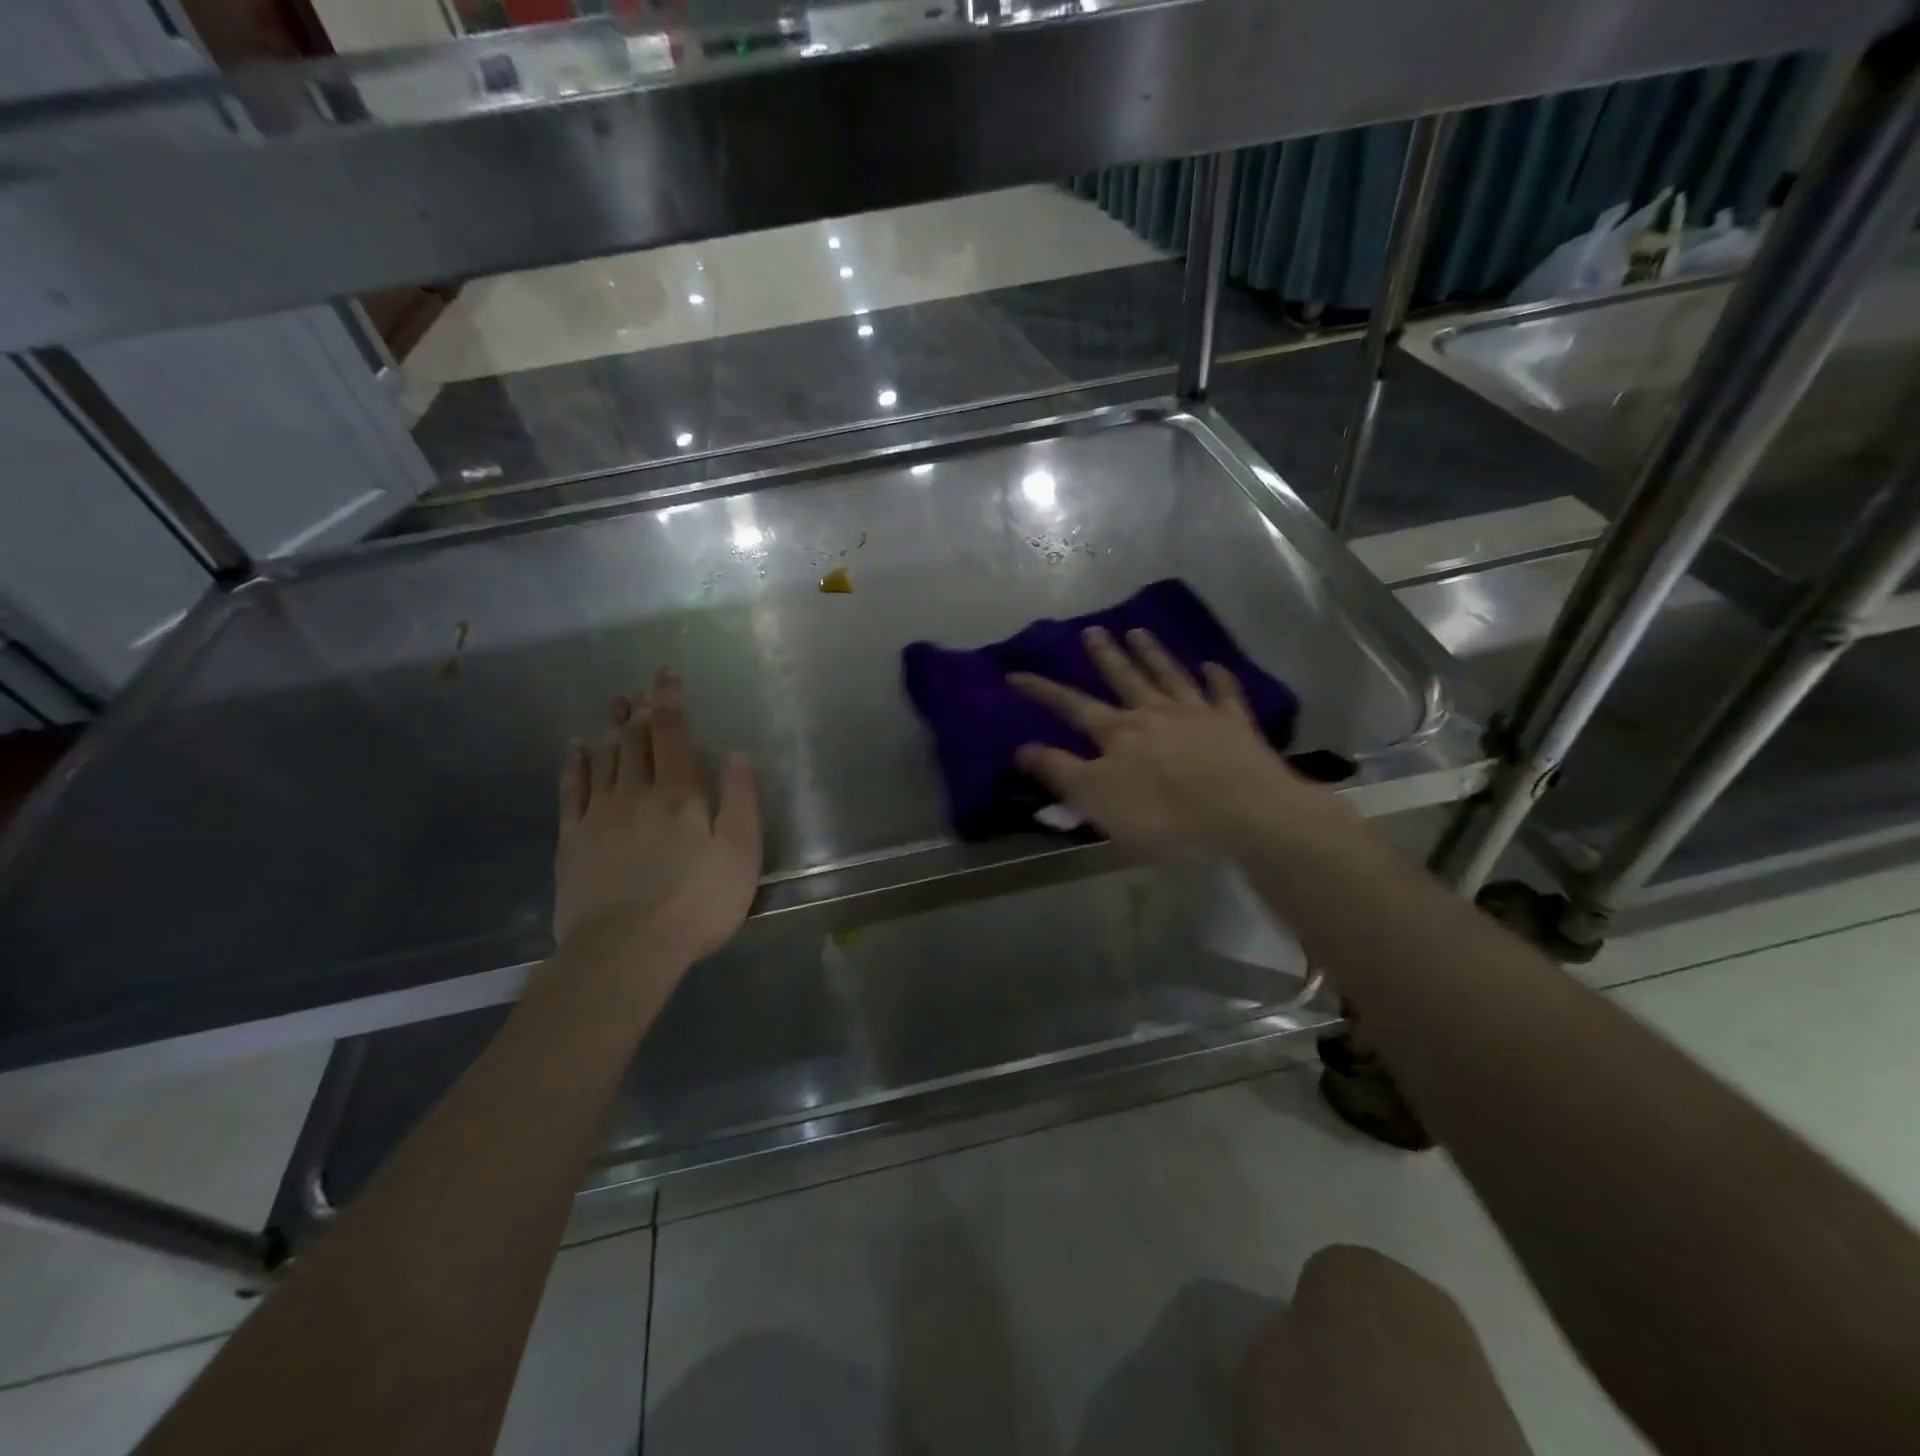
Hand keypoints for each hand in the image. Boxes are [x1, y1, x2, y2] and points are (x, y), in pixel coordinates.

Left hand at [553, 667, 761, 971]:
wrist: (624, 952)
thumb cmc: (696, 903)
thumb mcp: (740, 854)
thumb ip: (741, 800)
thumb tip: (736, 754)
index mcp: (679, 794)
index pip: (672, 734)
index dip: (670, 701)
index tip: (666, 674)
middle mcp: (635, 794)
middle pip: (636, 741)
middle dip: (641, 710)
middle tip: (640, 687)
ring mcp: (598, 816)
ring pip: (605, 759)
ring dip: (611, 729)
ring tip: (614, 705)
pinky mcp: (572, 842)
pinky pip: (572, 792)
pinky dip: (576, 767)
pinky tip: (576, 751)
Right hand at [1009, 626, 1333, 851]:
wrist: (1242, 812)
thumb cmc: (1161, 813)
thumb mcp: (1095, 799)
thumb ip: (1058, 771)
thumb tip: (1021, 748)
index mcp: (1117, 732)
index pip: (1071, 705)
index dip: (1042, 690)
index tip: (1016, 673)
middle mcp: (1154, 713)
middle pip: (1124, 677)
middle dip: (1105, 654)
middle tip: (1092, 630)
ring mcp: (1197, 714)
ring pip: (1169, 675)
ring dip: (1152, 653)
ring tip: (1138, 631)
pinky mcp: (1235, 725)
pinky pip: (1224, 694)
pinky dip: (1217, 678)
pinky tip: (1212, 665)